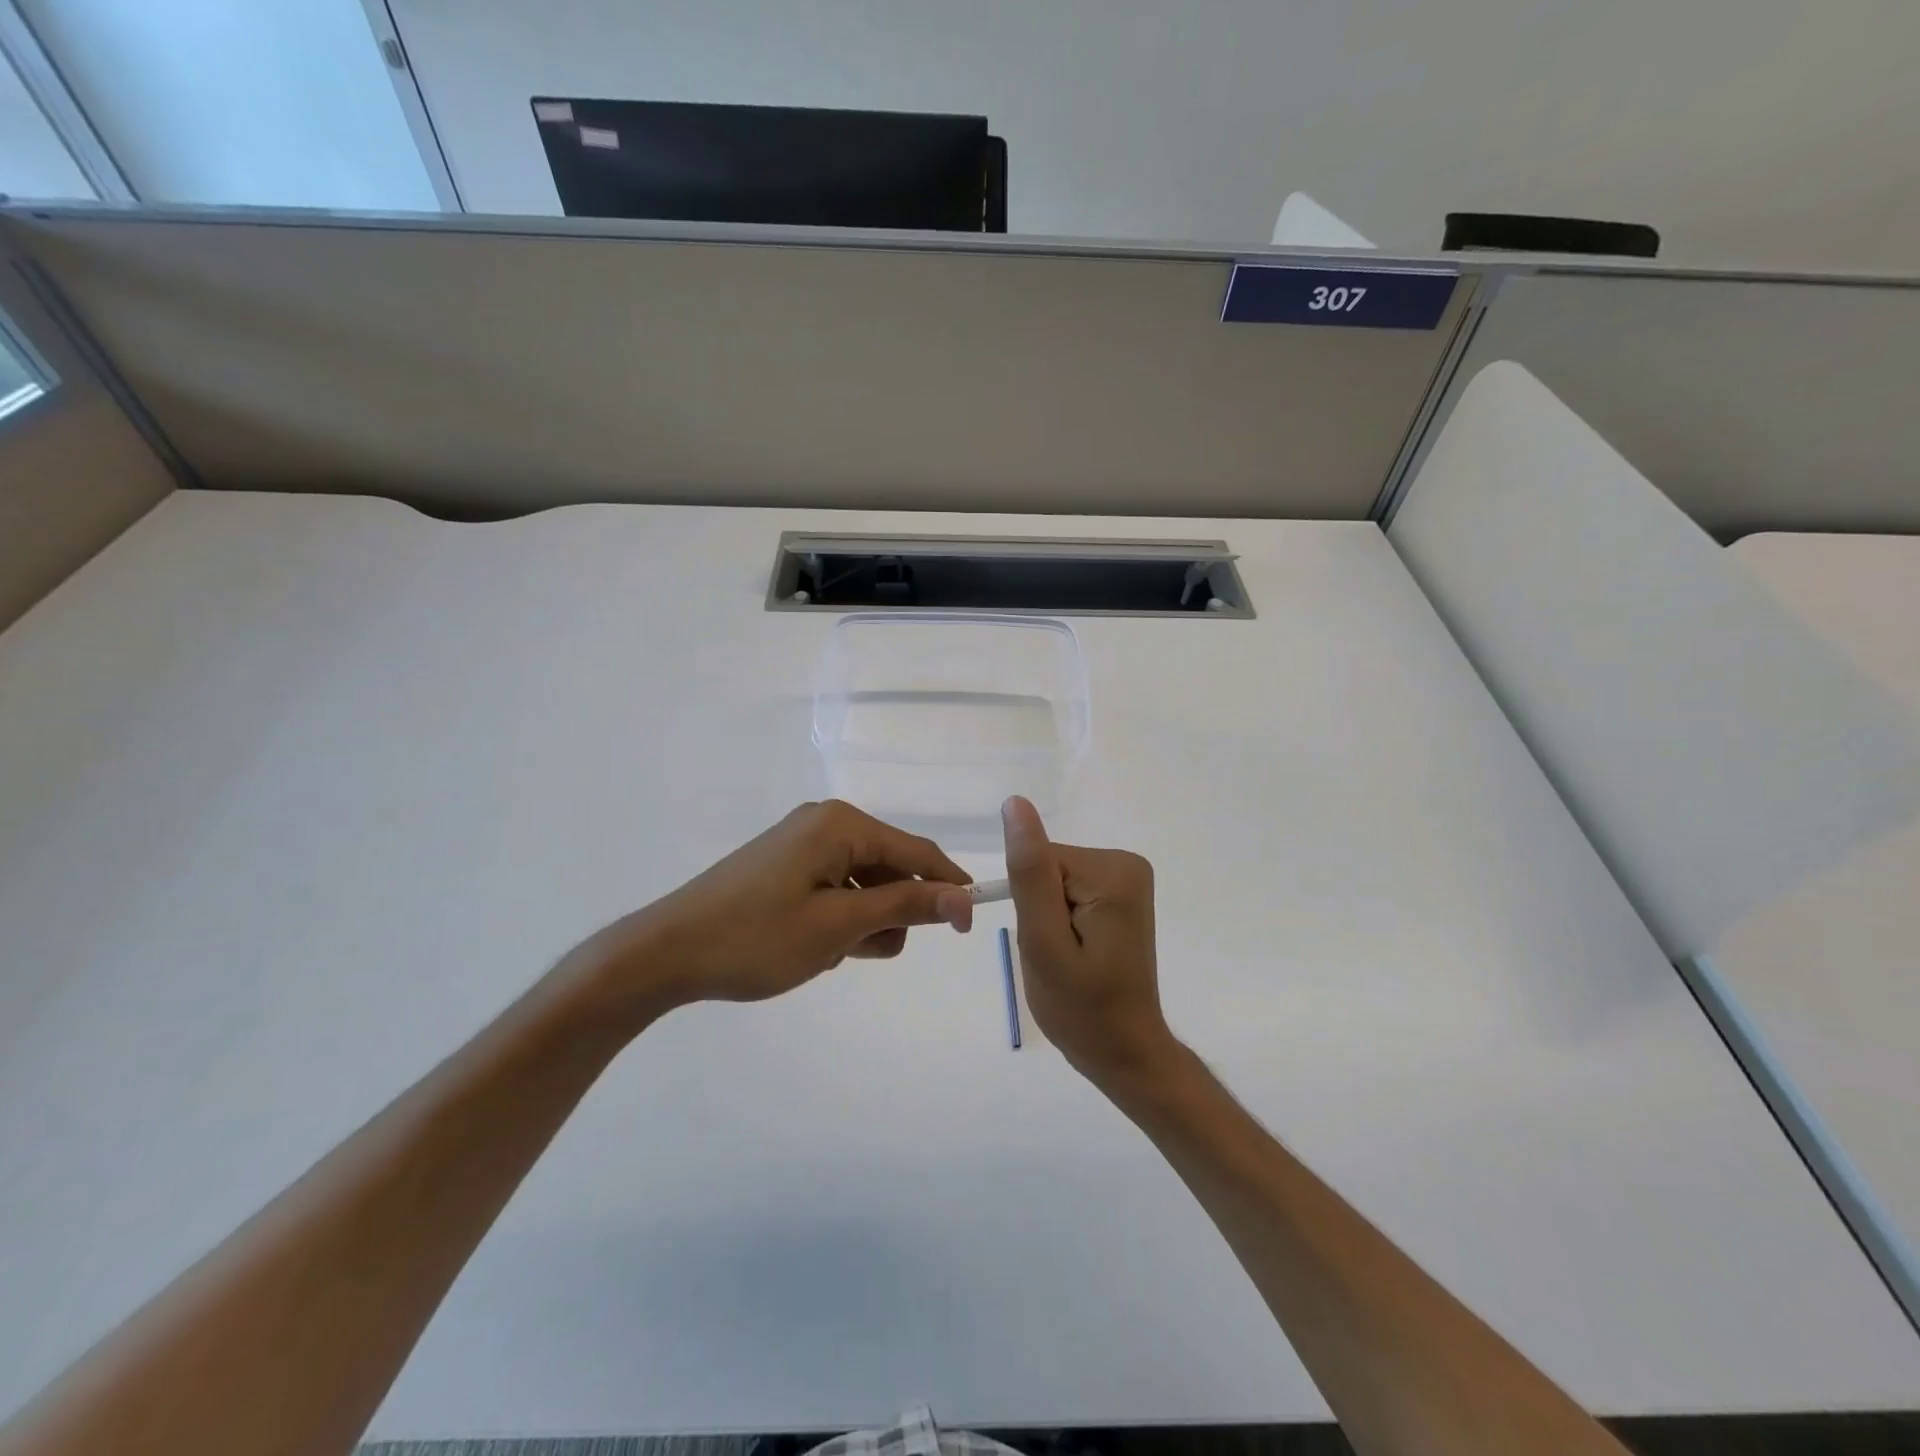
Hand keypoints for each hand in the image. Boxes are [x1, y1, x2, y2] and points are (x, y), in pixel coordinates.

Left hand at [571, 801, 974, 1016]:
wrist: (665, 953)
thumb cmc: (756, 937)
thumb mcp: (839, 925)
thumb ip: (905, 905)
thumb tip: (964, 898)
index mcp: (841, 824)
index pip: (917, 850)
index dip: (948, 887)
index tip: (967, 928)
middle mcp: (825, 822)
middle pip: (891, 866)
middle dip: (892, 911)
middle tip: (865, 951)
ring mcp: (802, 843)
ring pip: (865, 882)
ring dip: (865, 920)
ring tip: (833, 952)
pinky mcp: (786, 865)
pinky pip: (837, 887)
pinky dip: (840, 917)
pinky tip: (817, 945)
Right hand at [1001, 796, 1174, 1084]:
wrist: (1123, 1050)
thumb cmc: (1081, 1008)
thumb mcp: (1043, 941)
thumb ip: (1029, 872)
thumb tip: (1015, 804)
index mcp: (1112, 871)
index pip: (1038, 862)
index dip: (1029, 905)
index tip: (1048, 944)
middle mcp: (1126, 863)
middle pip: (1049, 868)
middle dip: (1040, 911)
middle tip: (1056, 956)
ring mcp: (1127, 878)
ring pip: (1055, 880)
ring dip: (1049, 918)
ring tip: (1068, 958)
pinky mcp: (1121, 893)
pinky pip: (1069, 891)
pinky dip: (1062, 921)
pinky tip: (1079, 951)